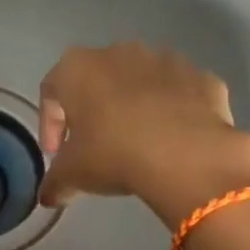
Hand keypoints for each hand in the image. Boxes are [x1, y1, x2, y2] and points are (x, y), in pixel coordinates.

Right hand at [37, 43, 249, 222]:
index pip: (51, 91)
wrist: (187, 156)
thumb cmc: (113, 154)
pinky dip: (173, 111)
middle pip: (97, 80)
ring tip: (137, 144)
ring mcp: (165, 59)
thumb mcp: (73, 174)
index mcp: (77, 68)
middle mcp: (118, 52)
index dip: (50, 125)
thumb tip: (48, 196)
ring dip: (134, 107)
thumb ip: (54, 182)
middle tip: (95, 147)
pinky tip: (173, 141)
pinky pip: (178, 93)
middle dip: (93, 111)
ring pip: (140, 82)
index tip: (57, 154)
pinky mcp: (201, 77)